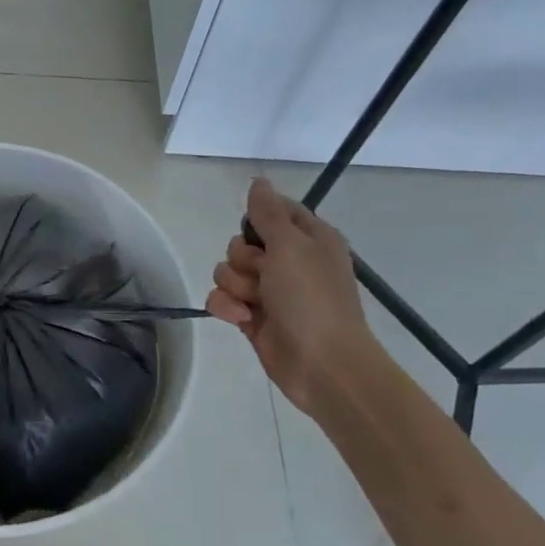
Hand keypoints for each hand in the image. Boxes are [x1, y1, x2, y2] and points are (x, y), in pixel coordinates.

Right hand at [207, 178, 382, 411]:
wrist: (321, 365)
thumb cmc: (312, 299)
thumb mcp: (291, 246)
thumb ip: (268, 213)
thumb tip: (258, 180)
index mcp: (309, 239)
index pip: (273, 211)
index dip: (259, 219)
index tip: (259, 233)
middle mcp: (289, 261)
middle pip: (242, 242)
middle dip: (243, 259)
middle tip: (264, 274)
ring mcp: (269, 291)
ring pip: (227, 271)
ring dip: (235, 286)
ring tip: (255, 303)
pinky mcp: (252, 316)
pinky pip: (223, 298)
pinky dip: (227, 307)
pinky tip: (242, 319)